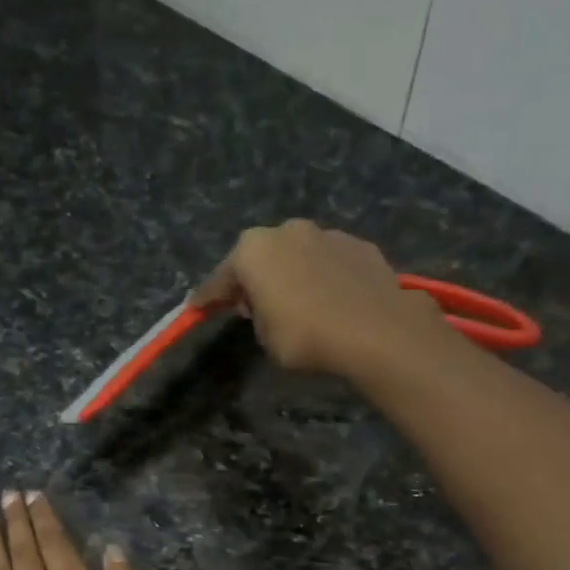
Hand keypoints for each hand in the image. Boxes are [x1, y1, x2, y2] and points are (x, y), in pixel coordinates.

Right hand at [187, 219, 441, 376]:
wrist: (373, 330)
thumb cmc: (306, 336)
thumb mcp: (267, 338)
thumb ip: (258, 316)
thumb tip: (263, 305)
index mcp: (253, 251)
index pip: (220, 279)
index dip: (207, 298)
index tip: (196, 308)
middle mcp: (286, 231)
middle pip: (260, 257)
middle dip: (254, 278)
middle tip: (251, 305)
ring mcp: (326, 233)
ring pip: (297, 254)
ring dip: (292, 273)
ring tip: (297, 301)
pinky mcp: (358, 244)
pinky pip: (329, 262)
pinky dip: (323, 276)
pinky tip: (330, 299)